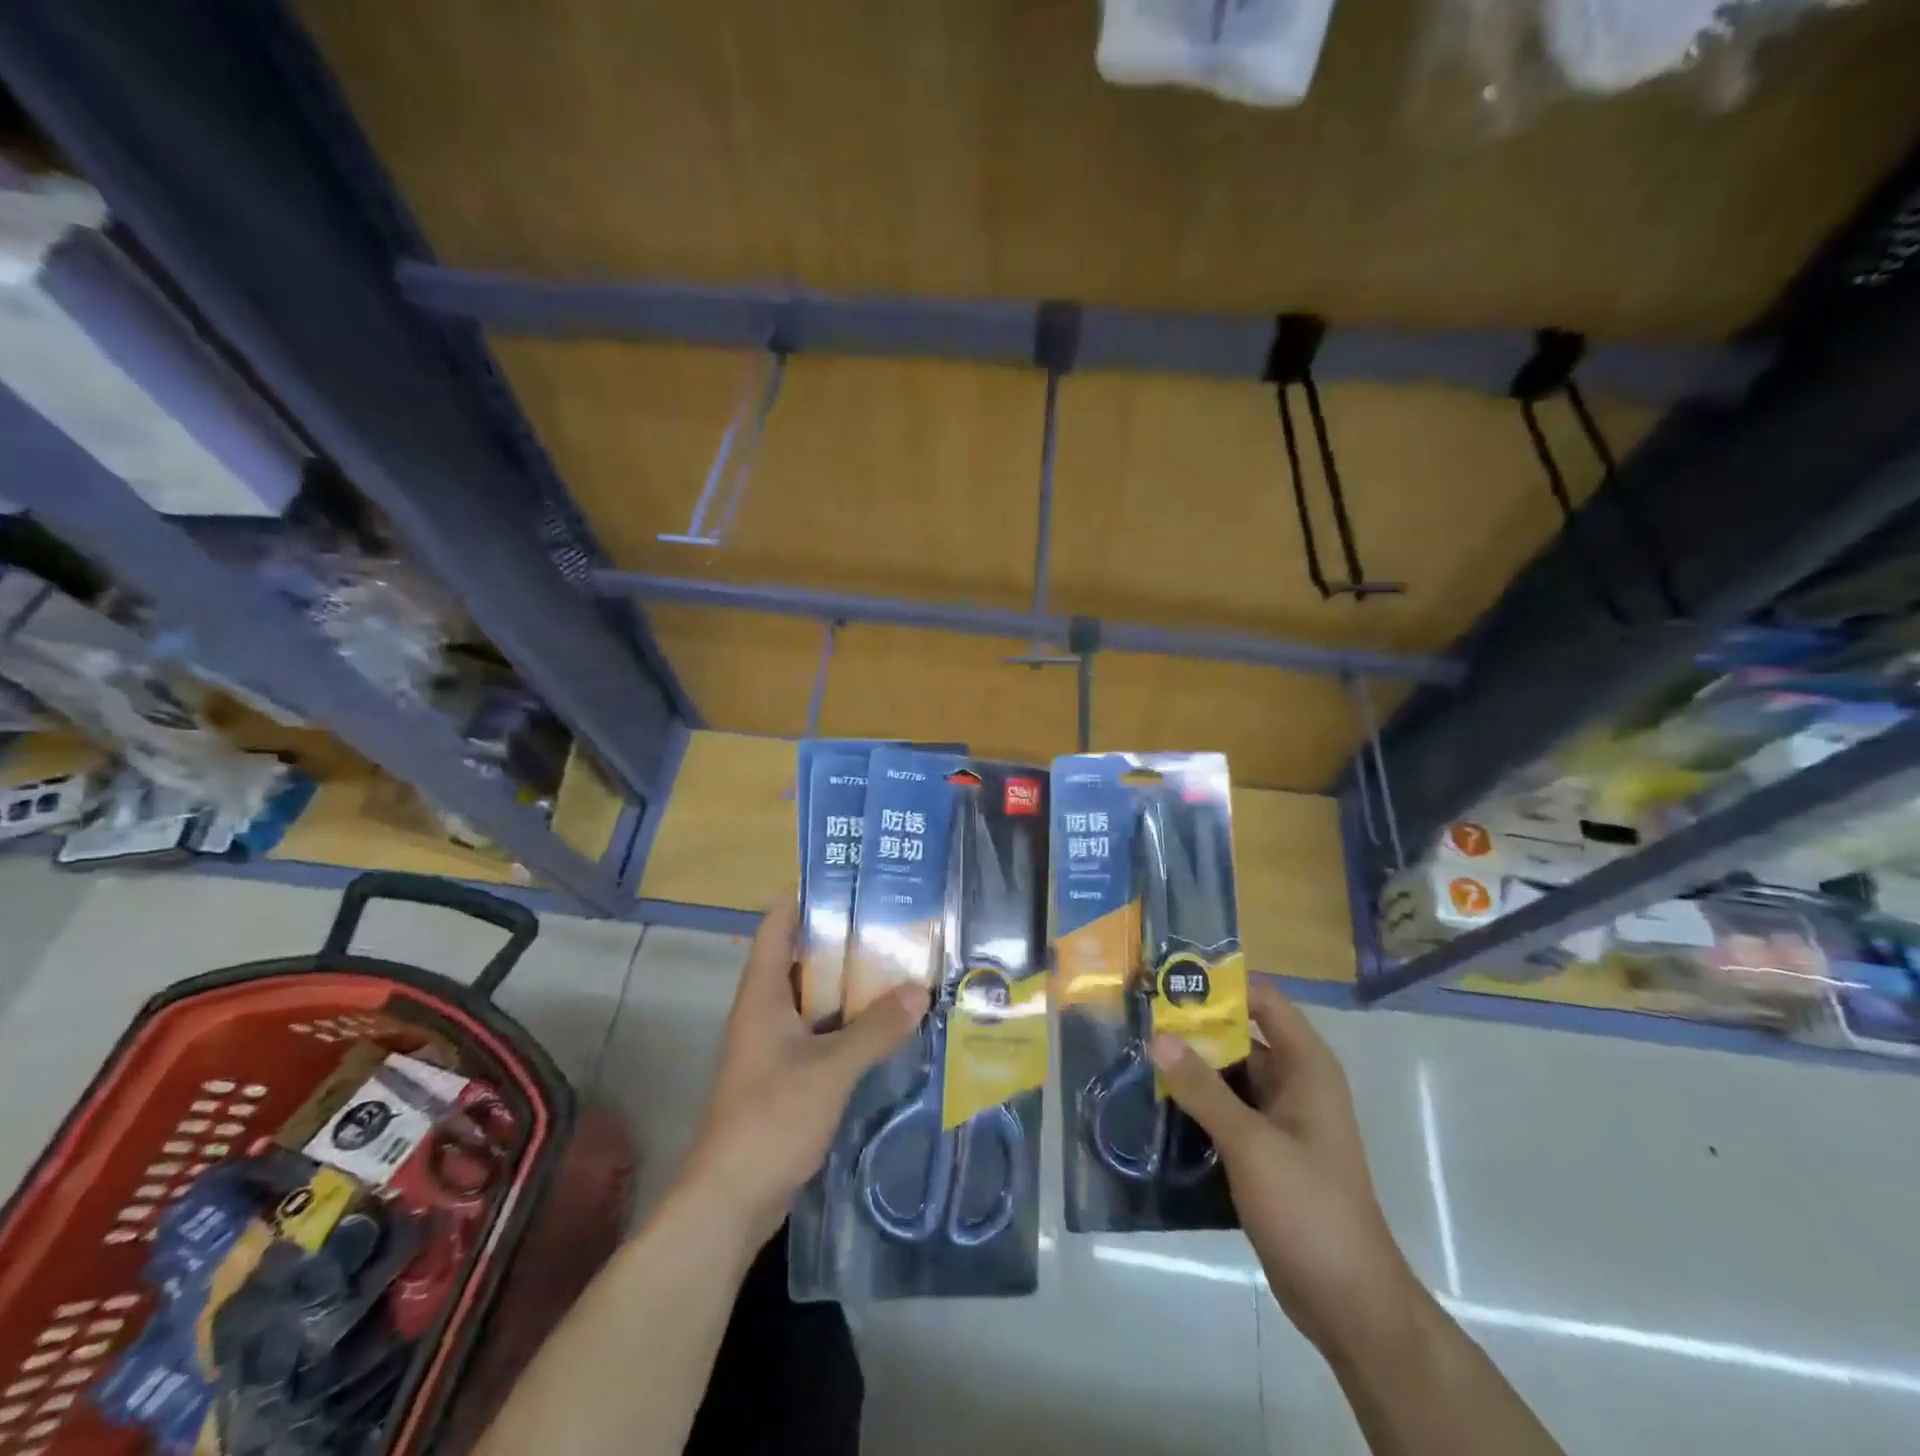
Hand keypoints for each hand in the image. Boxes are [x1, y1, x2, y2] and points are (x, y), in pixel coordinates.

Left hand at [685, 894, 928, 1245]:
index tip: (846, 879)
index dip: (804, 897)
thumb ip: (874, 1029)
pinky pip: (820, 1032)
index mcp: (763, 995)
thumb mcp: (830, 1070)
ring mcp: (773, 1045)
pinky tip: (885, 1023)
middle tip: (889, 920)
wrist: (731, 1200)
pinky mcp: (786, 1075)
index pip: (777, 926)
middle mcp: (765, 1011)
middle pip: (801, 958)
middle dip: (842, 938)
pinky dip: (848, 1021)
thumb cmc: (771, 1118)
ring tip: (896, 963)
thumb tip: (919, 990)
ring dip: (849, 983)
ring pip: (814, 997)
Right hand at [1148, 981, 1415, 1351]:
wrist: (1348, 1302)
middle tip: (1139, 1015)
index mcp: (1306, 1067)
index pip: (1263, 1001)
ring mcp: (1279, 1119)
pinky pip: (1225, 1109)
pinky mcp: (1264, 1150)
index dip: (1220, 985)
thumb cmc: (1308, 1207)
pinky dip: (1196, 1100)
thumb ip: (1203, 1089)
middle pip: (1240, 1035)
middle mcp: (1294, 1083)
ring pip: (1229, 1074)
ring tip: (1137, 1051)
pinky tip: (1156, 1100)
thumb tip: (1157, 1037)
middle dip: (1194, 1025)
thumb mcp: (1251, 1143)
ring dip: (1190, 1065)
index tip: (1169, 978)